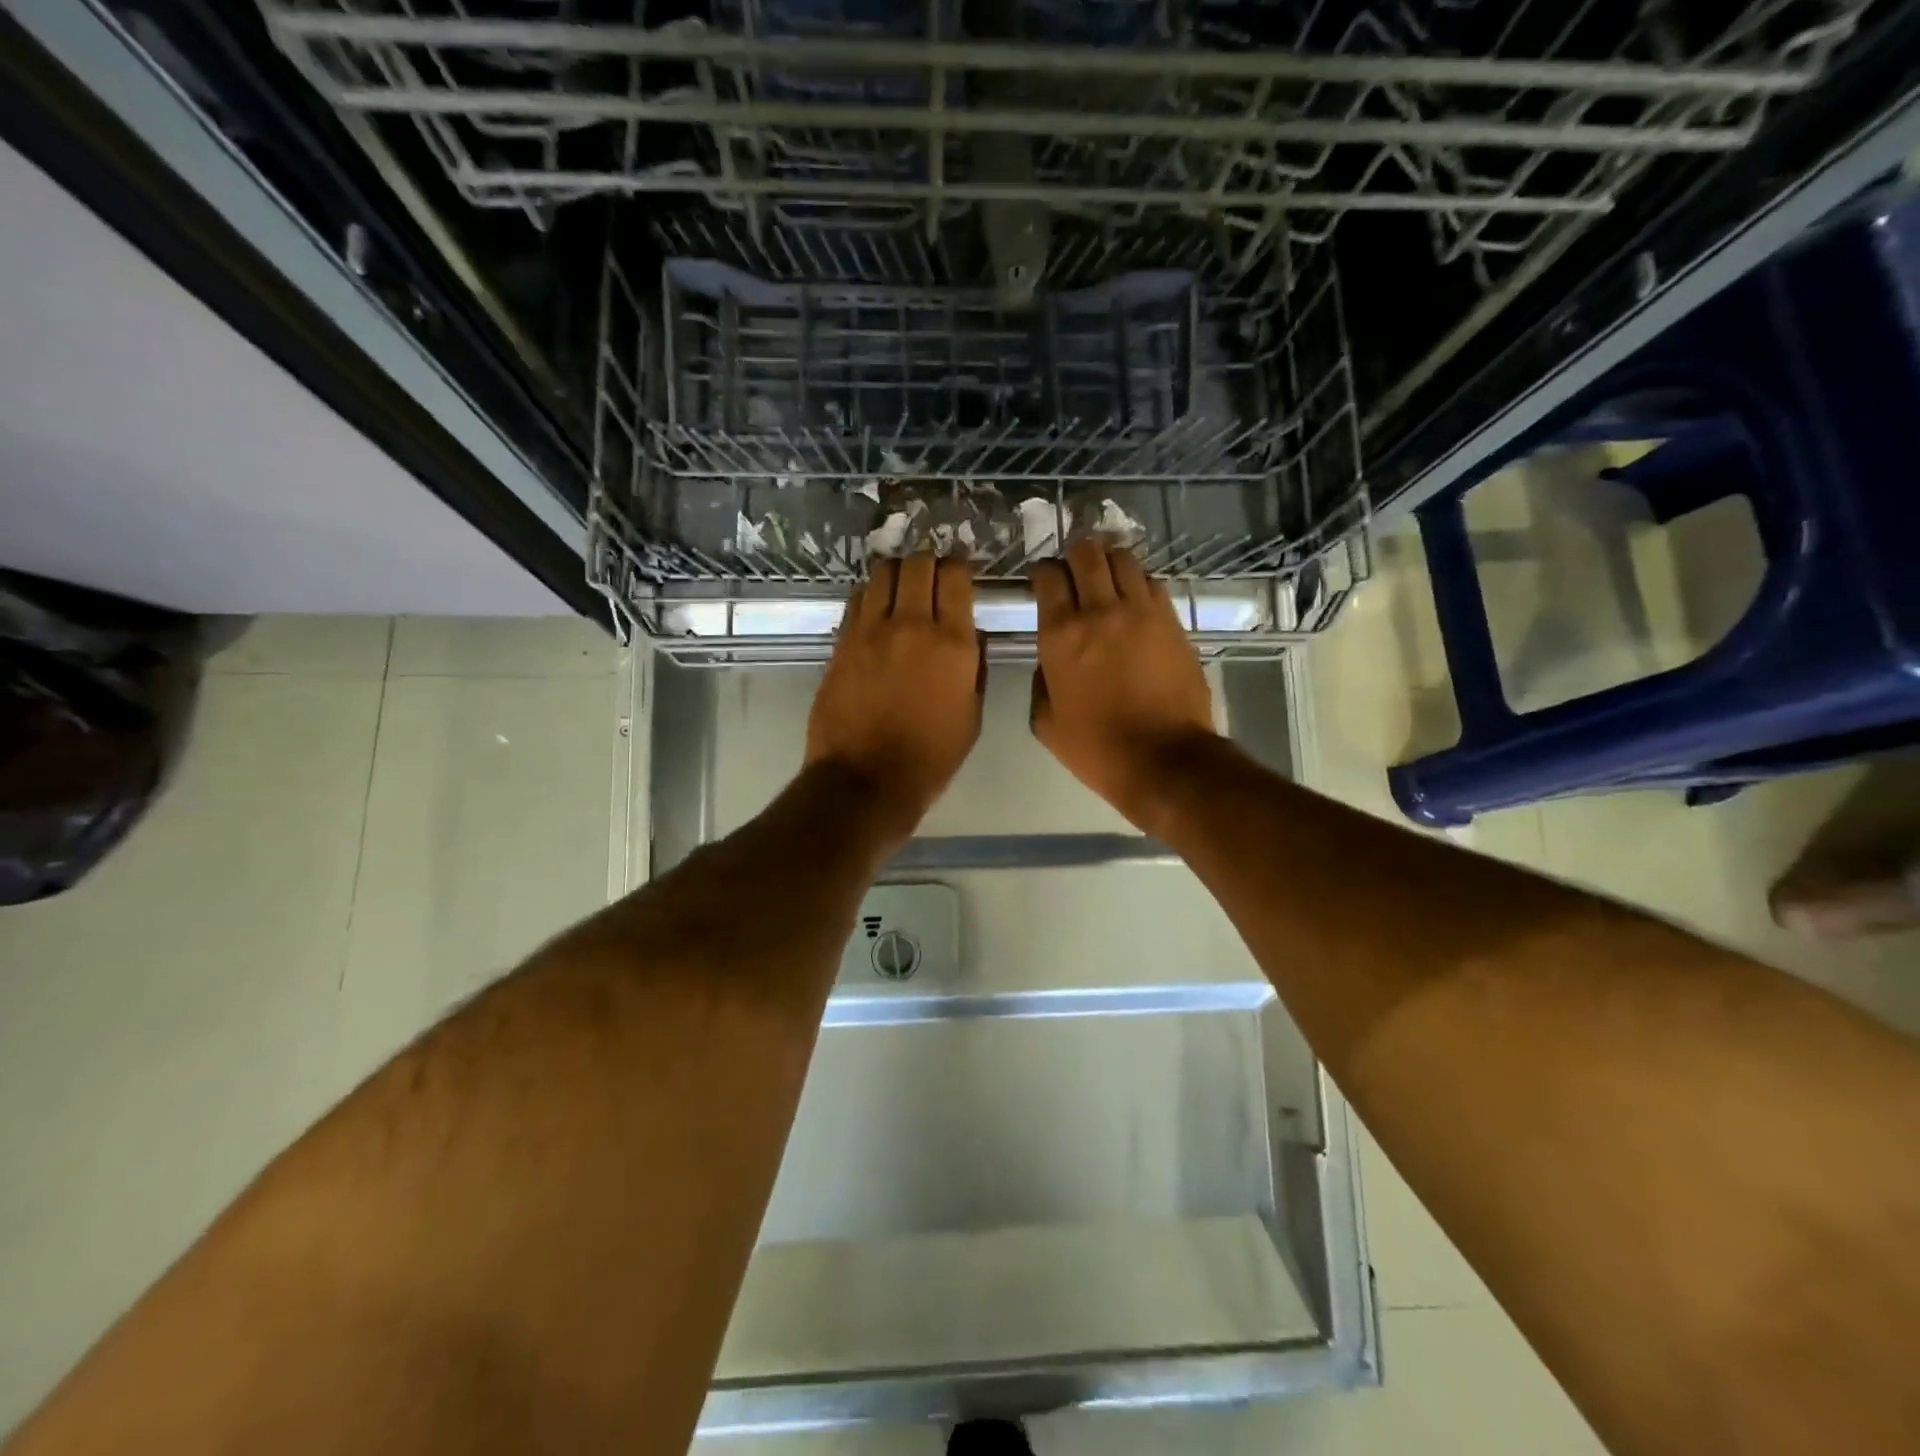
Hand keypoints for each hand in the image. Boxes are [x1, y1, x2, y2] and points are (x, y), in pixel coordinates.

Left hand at [806, 554, 983, 847]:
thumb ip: (975, 667)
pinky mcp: (842, 642)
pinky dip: (871, 594)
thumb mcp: (972, 716)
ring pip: (883, 573)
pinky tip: (876, 609)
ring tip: (902, 588)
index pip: (956, 575)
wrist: (866, 780)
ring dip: (898, 573)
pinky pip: (857, 599)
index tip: (961, 575)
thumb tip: (972, 635)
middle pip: (918, 563)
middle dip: (929, 564)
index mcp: (953, 643)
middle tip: (932, 579)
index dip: (960, 567)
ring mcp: (871, 631)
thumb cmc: (930, 757)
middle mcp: (911, 625)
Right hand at [1030, 540, 1218, 834]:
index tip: (1043, 583)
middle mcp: (1099, 611)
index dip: (1043, 574)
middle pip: (1086, 553)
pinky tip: (1133, 600)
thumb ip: (1040, 683)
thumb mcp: (1046, 724)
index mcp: (1060, 635)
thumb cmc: (1098, 748)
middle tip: (1074, 572)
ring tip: (1106, 579)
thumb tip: (1048, 662)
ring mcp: (1141, 611)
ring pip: (1123, 559)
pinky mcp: (1172, 621)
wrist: (1164, 759)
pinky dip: (1137, 582)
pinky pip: (1152, 582)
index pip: (1048, 577)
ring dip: (1109, 562)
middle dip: (1075, 556)